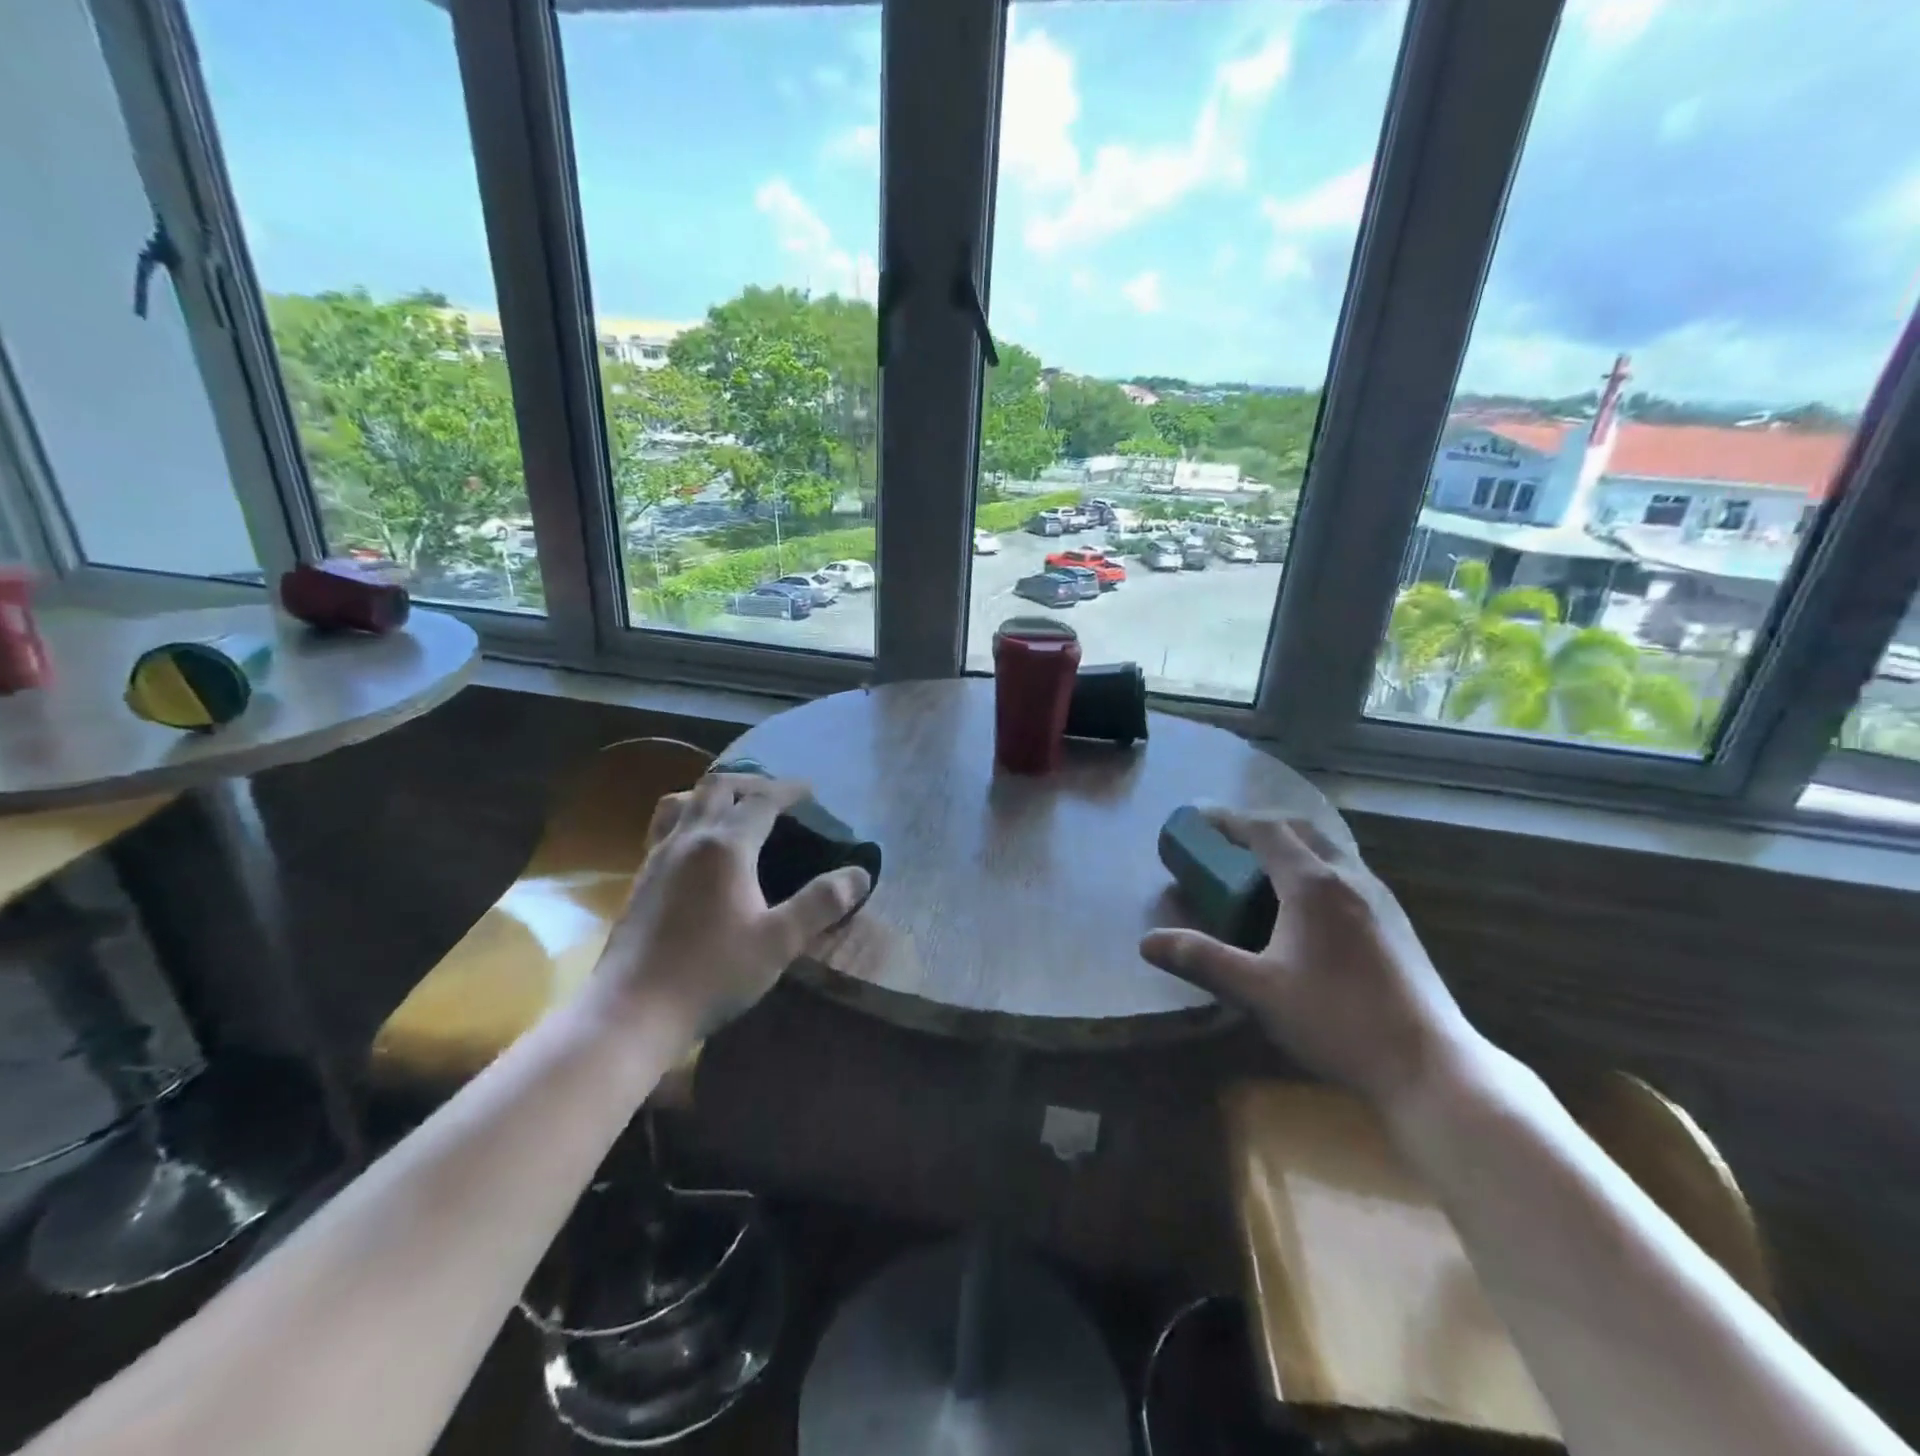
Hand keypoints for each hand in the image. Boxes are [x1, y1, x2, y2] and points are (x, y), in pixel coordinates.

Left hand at [584, 773, 871, 1043]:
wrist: (632, 1011)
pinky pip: (665, 827)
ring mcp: (658, 856)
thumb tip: (860, 875)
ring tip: (732, 810)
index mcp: (725, 846)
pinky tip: (698, 849)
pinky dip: (689, 817)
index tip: (810, 791)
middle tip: (775, 795)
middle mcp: (688, 839)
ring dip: (711, 795)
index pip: (761, 799)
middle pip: (717, 787)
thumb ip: (821, 904)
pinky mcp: (641, 878)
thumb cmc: (711, 973)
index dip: (788, 790)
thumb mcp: (779, 942)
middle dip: (750, 782)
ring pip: (682, 801)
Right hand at [1139, 808, 1480, 1109]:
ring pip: (1330, 850)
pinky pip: (1347, 873)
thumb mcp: (1258, 991)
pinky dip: (1316, 867)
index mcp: (1313, 884)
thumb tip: (1147, 942)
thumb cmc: (1337, 1020)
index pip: (1266, 830)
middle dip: (1262, 825)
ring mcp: (1381, 899)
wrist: (1429, 1067)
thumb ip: (1202, 960)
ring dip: (1293, 845)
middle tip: (1229, 839)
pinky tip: (1306, 908)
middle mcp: (1350, 878)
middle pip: (1302, 829)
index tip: (1198, 818)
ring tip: (1263, 867)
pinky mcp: (1397, 924)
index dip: (1229, 820)